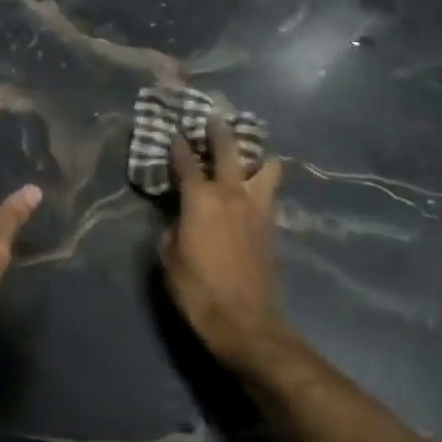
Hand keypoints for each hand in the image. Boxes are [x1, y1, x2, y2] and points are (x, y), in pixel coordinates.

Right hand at [157, 115, 289, 374]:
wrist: (246, 322)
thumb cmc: (197, 291)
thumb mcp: (169, 258)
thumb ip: (172, 227)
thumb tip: (179, 216)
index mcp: (201, 199)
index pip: (186, 162)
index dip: (177, 147)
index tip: (173, 134)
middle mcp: (232, 193)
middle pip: (229, 149)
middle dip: (219, 131)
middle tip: (214, 119)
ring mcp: (257, 207)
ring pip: (265, 166)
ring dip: (254, 156)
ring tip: (245, 155)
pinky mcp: (273, 225)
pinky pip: (270, 191)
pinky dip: (263, 182)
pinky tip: (254, 187)